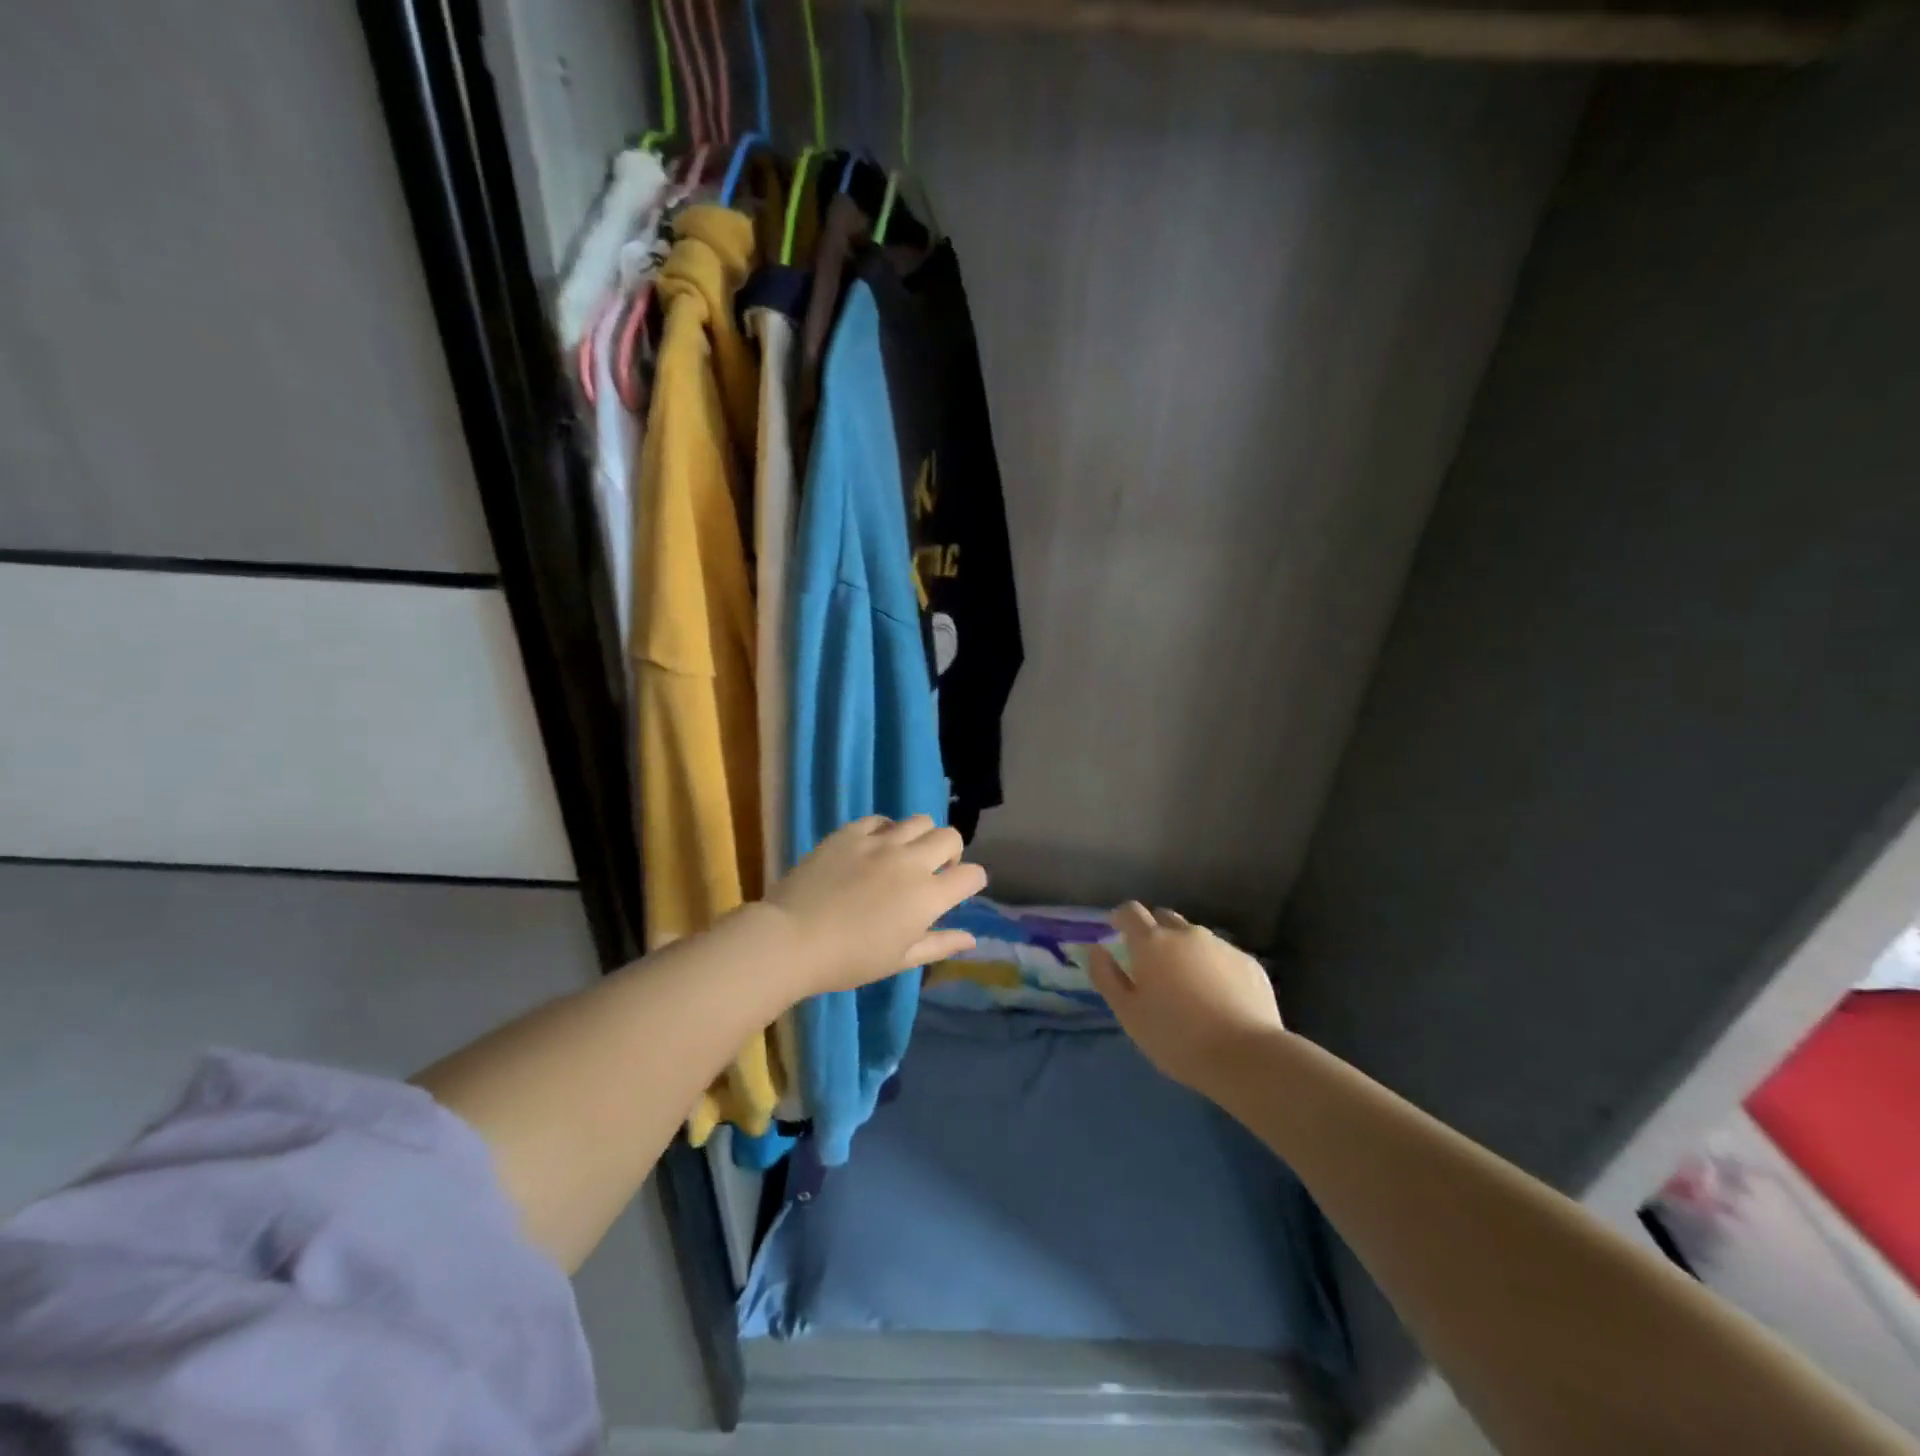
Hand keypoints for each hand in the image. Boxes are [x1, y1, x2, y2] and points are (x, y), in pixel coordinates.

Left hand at [763, 815, 986, 997]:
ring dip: (920, 837)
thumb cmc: (849, 960)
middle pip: (951, 837)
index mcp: (928, 896)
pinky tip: (873, 848)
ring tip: (903, 855)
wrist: (792, 939)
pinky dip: (885, 830)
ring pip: (919, 821)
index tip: (958, 891)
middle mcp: (911, 862)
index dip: (971, 882)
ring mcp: (880, 842)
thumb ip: (939, 944)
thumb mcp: (900, 960)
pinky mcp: (851, 833)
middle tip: (932, 872)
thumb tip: (971, 939)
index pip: (972, 875)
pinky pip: (880, 819)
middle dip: (951, 853)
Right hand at [1088, 902, 1286, 1095]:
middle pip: (1164, 918)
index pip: (1131, 911)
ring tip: (1186, 984)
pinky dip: (1212, 967)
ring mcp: (1221, 946)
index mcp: (1152, 943)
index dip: (1121, 918)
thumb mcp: (1128, 1014)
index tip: (1116, 931)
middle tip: (1150, 963)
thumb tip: (1095, 949)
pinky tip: (1217, 997)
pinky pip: (1221, 956)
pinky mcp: (1248, 963)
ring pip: (1195, 937)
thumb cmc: (1176, 1038)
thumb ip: (1107, 977)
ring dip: (1184, 950)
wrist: (1246, 1057)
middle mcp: (1187, 934)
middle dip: (1153, 932)